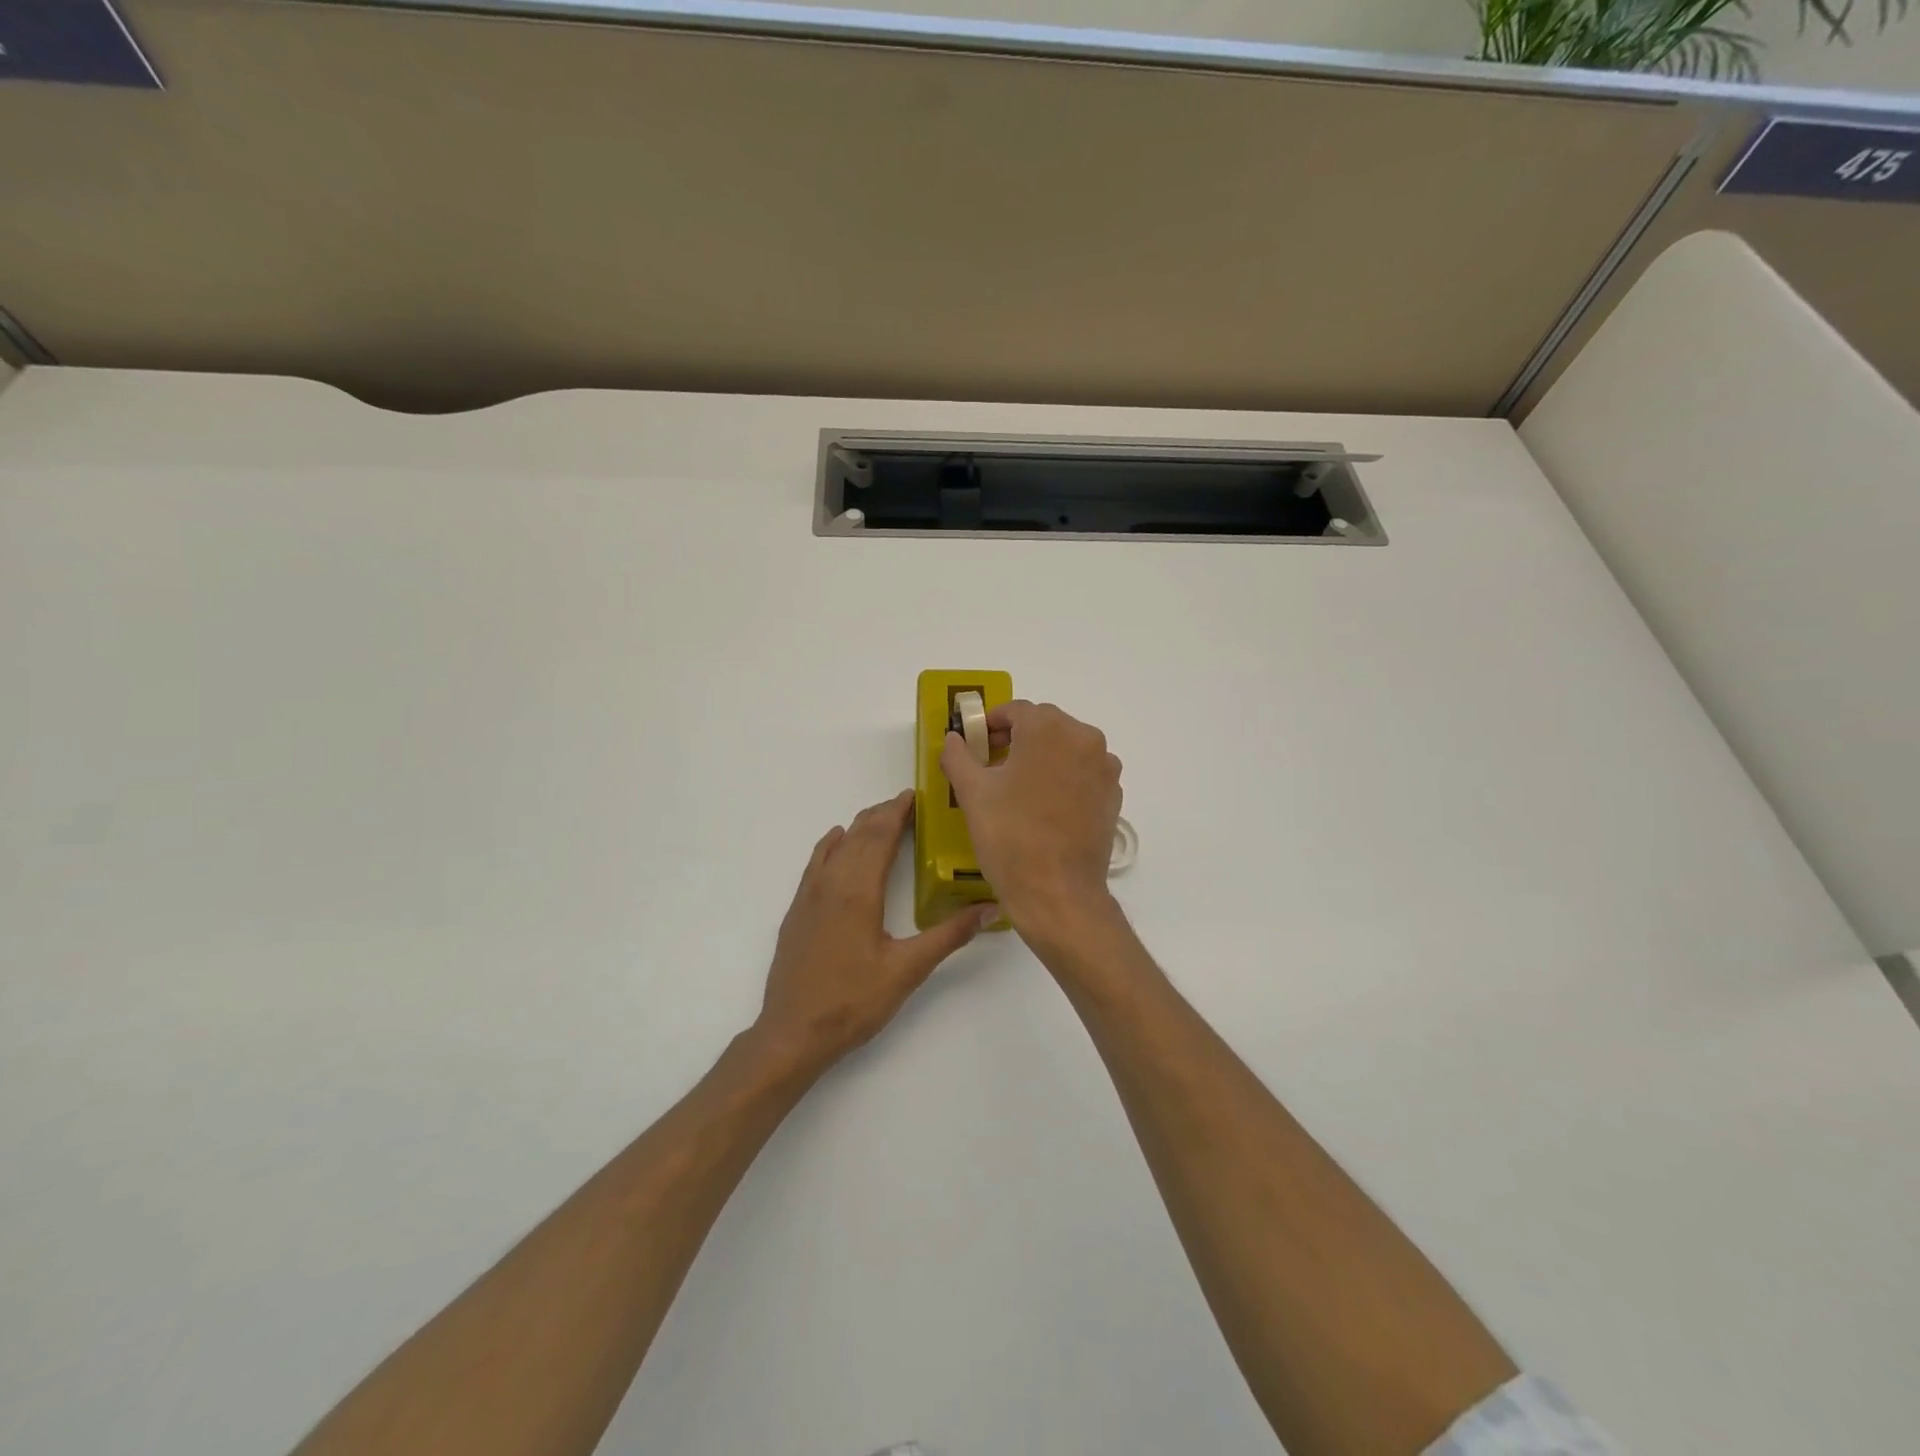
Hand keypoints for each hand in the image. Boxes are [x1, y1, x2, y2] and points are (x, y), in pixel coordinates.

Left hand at [754, 790, 996, 1072]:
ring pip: (835, 846)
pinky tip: (836, 842)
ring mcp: (808, 896)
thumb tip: (989, 908)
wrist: (792, 1034)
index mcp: (858, 891)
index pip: (880, 836)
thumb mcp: (907, 970)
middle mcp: (831, 883)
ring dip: (858, 827)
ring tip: (880, 819)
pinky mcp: (796, 911)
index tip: (915, 796)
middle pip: (858, 834)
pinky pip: (816, 862)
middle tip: (906, 805)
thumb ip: (948, 935)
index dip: (897, 812)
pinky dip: (831, 845)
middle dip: (882, 814)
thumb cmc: (853, 1002)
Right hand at [941, 701, 1122, 942]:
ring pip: (1066, 748)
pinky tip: (1043, 805)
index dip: (990, 723)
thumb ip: (958, 755)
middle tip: (989, 763)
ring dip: (1041, 756)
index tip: (974, 743)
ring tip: (1016, 786)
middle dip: (1016, 738)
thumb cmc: (1010, 836)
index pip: (1016, 710)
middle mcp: (1085, 738)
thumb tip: (954, 738)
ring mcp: (1105, 767)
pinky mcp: (1113, 795)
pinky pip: (1082, 772)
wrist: (1057, 893)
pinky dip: (1062, 777)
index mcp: (1049, 729)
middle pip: (1044, 725)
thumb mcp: (972, 793)